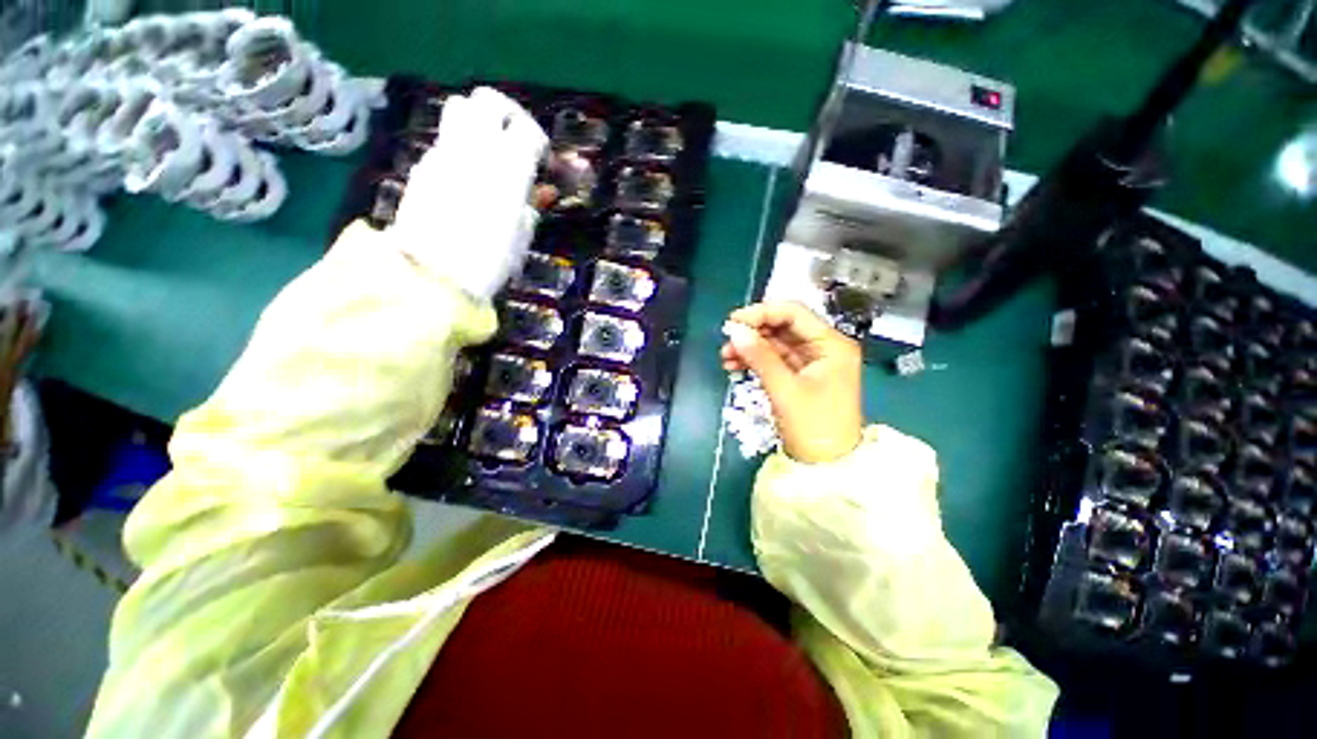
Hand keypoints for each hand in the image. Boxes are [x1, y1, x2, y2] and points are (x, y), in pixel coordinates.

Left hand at [390, 87, 549, 299]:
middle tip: (516, 137)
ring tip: (490, 149)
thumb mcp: (521, 238)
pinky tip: (466, 174)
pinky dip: (460, 147)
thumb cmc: (488, 263)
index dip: (539, 140)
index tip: (543, 158)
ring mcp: (444, 153)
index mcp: (507, 170)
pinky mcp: (423, 165)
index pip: (527, 130)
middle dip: (508, 114)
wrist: (432, 276)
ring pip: (460, 108)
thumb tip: (543, 192)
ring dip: (479, 120)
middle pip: (489, 101)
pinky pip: (445, 141)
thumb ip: (532, 206)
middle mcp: (474, 150)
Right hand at [721, 302, 863, 463]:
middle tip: (727, 340)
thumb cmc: (813, 427)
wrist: (826, 468)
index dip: (762, 312)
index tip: (733, 321)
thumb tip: (734, 330)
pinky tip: (735, 364)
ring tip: (726, 356)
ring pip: (776, 343)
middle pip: (784, 327)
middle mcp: (824, 348)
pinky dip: (756, 360)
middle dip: (754, 332)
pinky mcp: (800, 376)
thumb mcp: (784, 389)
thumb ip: (760, 357)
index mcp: (832, 345)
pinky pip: (775, 359)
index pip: (794, 313)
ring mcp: (812, 363)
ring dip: (751, 347)